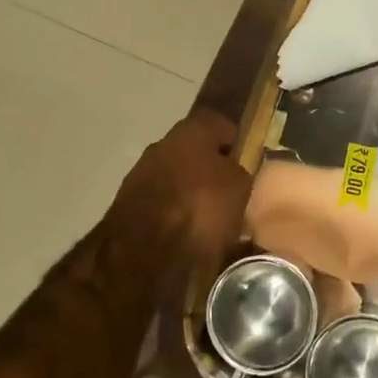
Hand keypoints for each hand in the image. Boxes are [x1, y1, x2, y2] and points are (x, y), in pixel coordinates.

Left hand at [110, 111, 251, 262]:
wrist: (144, 253)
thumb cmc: (201, 208)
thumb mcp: (241, 186)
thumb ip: (242, 169)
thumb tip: (238, 167)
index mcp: (190, 131)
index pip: (220, 124)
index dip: (237, 142)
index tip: (250, 161)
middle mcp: (162, 144)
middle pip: (195, 151)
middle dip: (212, 168)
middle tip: (232, 192)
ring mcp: (140, 173)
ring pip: (176, 176)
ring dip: (191, 191)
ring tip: (211, 217)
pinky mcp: (127, 205)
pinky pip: (161, 201)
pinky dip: (174, 211)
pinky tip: (187, 232)